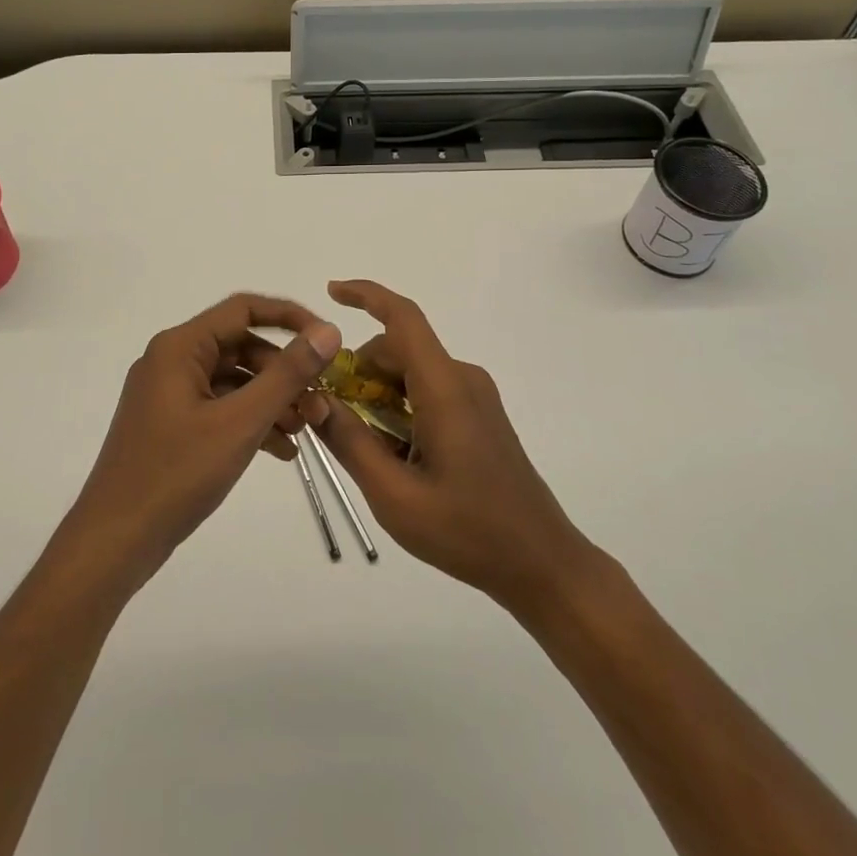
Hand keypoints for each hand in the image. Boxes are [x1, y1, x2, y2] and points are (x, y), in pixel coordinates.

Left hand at [65, 294, 341, 586]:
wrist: (114, 541)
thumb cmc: (176, 474)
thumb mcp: (240, 422)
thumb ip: (287, 374)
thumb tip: (329, 331)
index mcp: (180, 347)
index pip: (243, 309)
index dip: (290, 318)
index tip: (328, 341)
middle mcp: (172, 360)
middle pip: (242, 347)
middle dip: (284, 373)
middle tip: (319, 406)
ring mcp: (169, 394)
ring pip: (234, 381)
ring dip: (272, 400)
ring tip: (305, 432)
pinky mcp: (172, 424)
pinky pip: (220, 408)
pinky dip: (251, 422)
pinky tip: (283, 452)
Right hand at [314, 279, 590, 612]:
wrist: (542, 564)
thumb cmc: (468, 532)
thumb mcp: (394, 495)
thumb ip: (350, 442)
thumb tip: (314, 398)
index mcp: (444, 388)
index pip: (403, 318)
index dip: (366, 296)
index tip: (331, 292)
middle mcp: (462, 379)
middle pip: (397, 350)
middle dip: (358, 373)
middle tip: (330, 417)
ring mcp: (475, 396)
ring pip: (410, 372)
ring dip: (378, 396)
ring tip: (365, 449)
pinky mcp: (479, 414)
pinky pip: (427, 391)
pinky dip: (400, 408)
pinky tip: (395, 455)